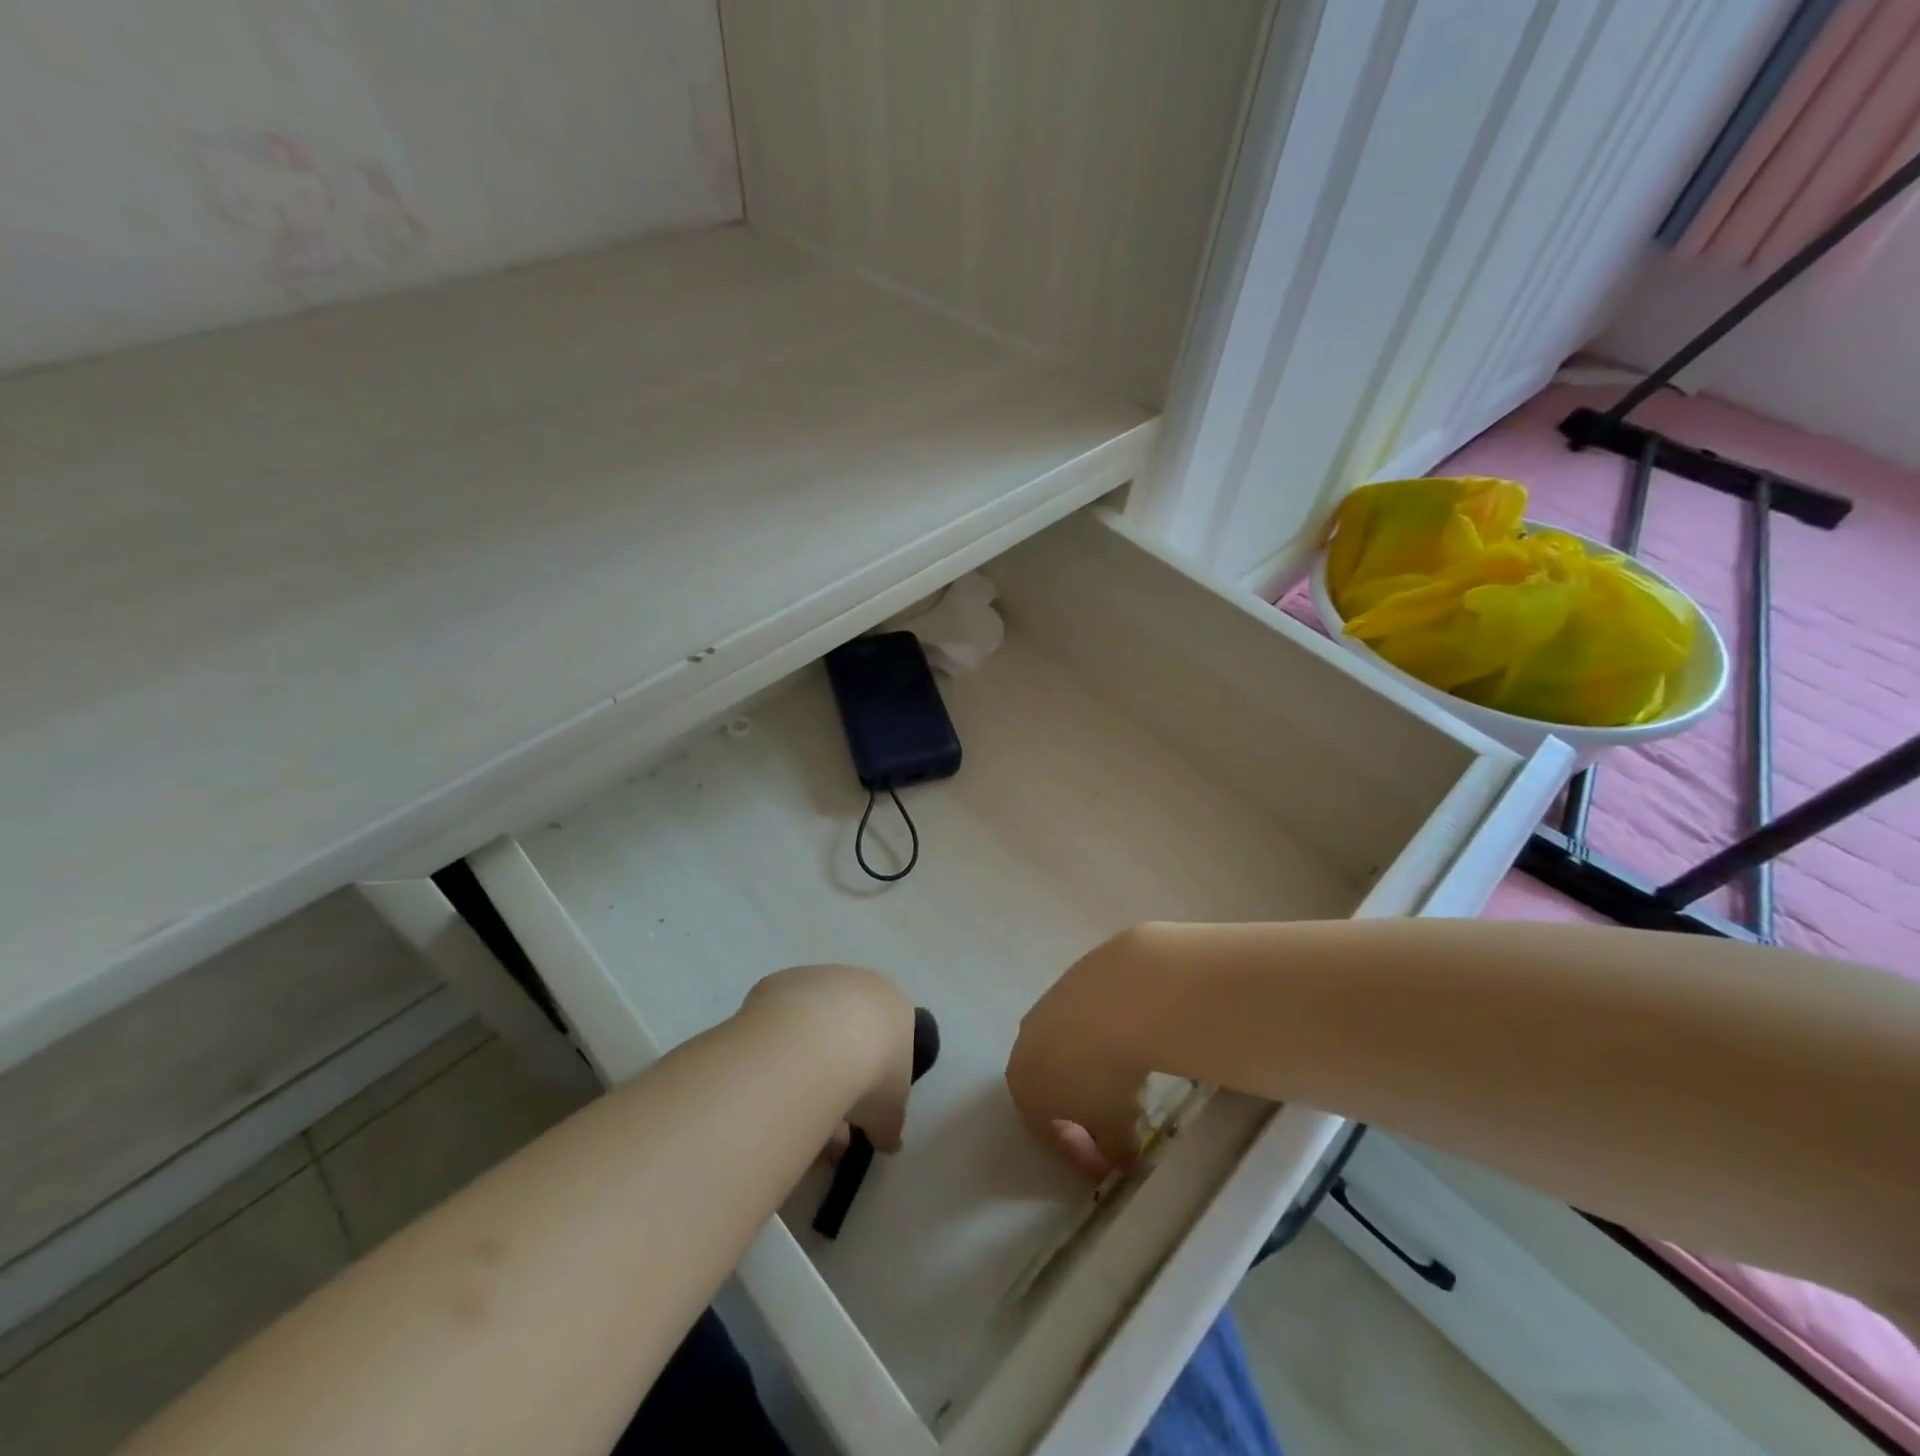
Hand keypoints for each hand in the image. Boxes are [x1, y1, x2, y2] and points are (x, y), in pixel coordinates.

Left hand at [743, 964, 916, 1152]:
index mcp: (894, 1005)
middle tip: (826, 1119)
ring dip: (806, 1065)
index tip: (862, 1110)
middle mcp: (858, 982)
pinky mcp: (779, 983)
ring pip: (812, 1026)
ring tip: (793, 1112)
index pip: (888, 1040)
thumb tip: (888, 1143)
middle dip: (839, 1075)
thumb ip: (889, 1126)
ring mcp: (817, 978)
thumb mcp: (890, 1112)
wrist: (816, 1042)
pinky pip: (781, 1023)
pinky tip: (772, 1081)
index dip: (876, 1079)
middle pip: (849, 1030)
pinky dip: (779, 1050)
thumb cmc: (871, 1073)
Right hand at [1006, 926, 1166, 1179]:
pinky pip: (1084, 1020)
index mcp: (1022, 1086)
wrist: (1121, 999)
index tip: (1109, 1167)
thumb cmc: (1106, 1076)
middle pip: (1051, 1086)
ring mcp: (1045, 1007)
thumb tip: (1126, 1161)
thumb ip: (1115, 1150)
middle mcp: (1024, 1043)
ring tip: (1129, 1080)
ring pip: (1066, 1049)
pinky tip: (1129, 1041)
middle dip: (1082, 1110)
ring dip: (1092, 1070)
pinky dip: (1102, 1036)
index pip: (1045, 1130)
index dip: (1078, 1153)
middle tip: (1118, 1123)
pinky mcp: (1069, 980)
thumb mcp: (1115, 1126)